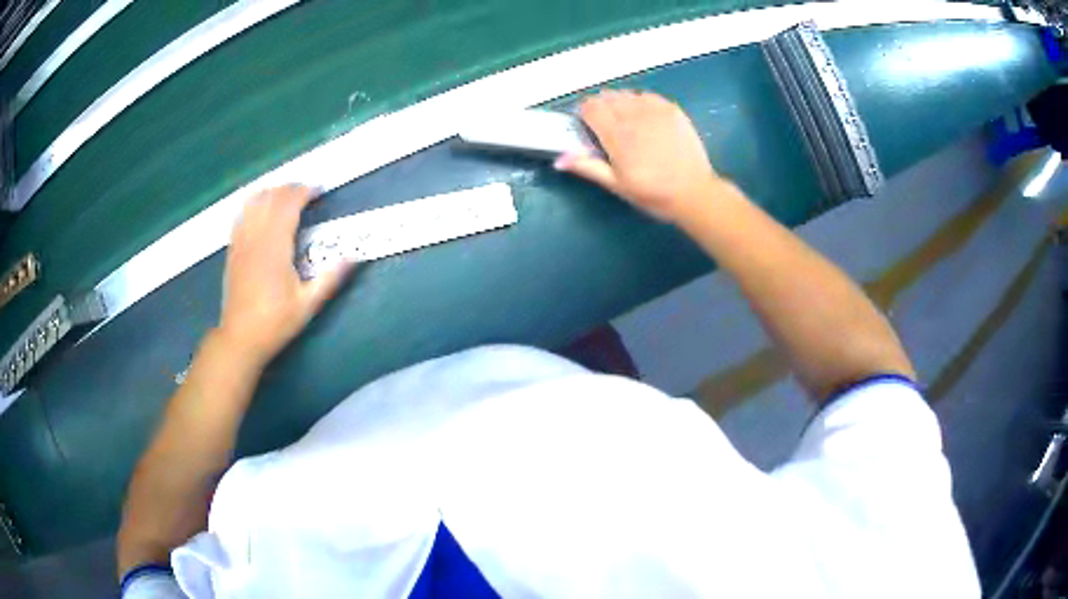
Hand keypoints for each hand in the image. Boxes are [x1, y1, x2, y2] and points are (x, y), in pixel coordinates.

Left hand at [218, 185, 350, 365]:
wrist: (241, 338)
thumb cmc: (275, 322)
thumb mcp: (308, 305)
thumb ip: (330, 278)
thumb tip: (354, 256)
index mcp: (276, 247)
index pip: (288, 205)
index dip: (304, 192)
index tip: (318, 190)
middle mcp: (256, 238)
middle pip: (271, 198)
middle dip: (289, 188)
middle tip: (306, 191)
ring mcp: (241, 243)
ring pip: (253, 203)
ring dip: (270, 192)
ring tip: (284, 194)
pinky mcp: (232, 251)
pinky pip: (240, 217)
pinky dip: (251, 205)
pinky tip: (258, 208)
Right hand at [555, 90, 722, 221]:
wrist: (694, 193)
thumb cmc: (653, 193)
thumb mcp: (617, 185)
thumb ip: (588, 167)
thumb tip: (559, 159)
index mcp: (617, 135)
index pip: (590, 107)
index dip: (585, 114)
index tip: (588, 126)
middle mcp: (634, 116)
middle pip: (607, 97)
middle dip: (601, 108)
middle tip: (607, 128)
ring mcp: (655, 110)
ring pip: (626, 94)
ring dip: (620, 103)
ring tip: (626, 122)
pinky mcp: (672, 109)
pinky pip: (647, 95)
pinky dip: (640, 102)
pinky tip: (645, 118)